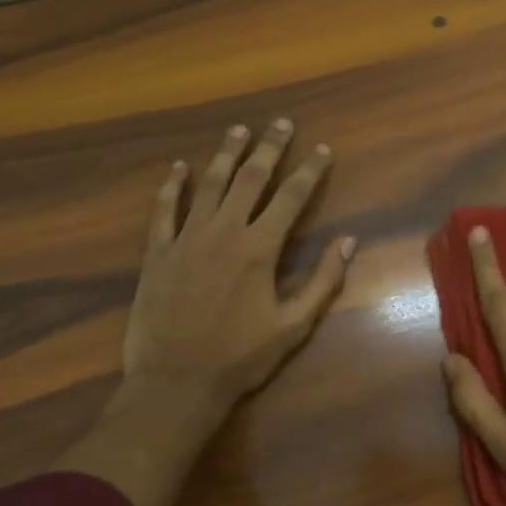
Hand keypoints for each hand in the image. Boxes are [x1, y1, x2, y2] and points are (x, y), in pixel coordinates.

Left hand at [124, 119, 354, 408]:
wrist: (175, 383)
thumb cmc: (241, 358)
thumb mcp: (294, 326)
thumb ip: (322, 281)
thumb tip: (347, 241)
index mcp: (260, 249)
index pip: (291, 197)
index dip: (309, 171)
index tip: (321, 149)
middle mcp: (224, 232)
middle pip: (250, 179)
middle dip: (269, 148)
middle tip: (280, 123)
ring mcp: (187, 239)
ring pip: (209, 185)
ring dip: (225, 154)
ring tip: (238, 130)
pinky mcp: (157, 253)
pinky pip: (164, 210)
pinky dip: (171, 186)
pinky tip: (178, 167)